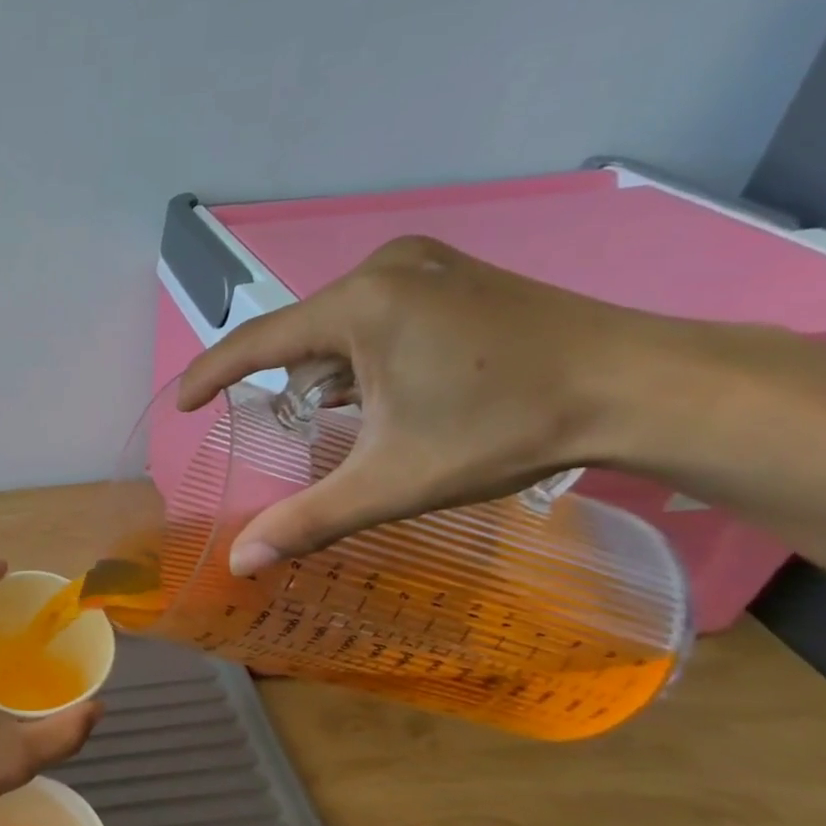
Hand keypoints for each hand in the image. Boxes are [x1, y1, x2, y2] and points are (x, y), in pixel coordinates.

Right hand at [178, 235, 640, 573]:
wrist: (644, 387)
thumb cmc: (507, 429)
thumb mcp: (395, 481)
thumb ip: (309, 519)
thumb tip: (240, 563)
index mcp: (361, 304)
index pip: (258, 343)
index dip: (211, 376)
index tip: (181, 405)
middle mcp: (382, 268)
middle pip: (304, 339)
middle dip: (305, 391)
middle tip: (337, 435)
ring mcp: (420, 262)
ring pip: (340, 328)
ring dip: (339, 376)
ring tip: (383, 416)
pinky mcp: (449, 270)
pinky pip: (376, 314)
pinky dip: (369, 355)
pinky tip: (408, 387)